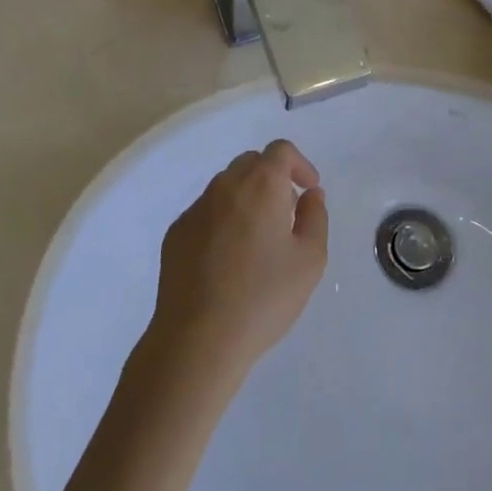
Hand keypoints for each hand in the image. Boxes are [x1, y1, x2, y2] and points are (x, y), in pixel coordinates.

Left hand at [144, 140, 328, 386]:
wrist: (197, 339)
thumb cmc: (263, 297)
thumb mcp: (310, 260)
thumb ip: (316, 217)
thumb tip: (310, 195)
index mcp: (261, 184)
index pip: (280, 151)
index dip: (300, 164)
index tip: (309, 191)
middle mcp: (225, 186)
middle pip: (252, 163)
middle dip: (273, 179)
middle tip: (286, 214)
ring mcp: (195, 209)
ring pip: (226, 187)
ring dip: (247, 199)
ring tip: (258, 240)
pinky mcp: (176, 233)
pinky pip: (206, 213)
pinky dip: (223, 221)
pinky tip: (228, 260)